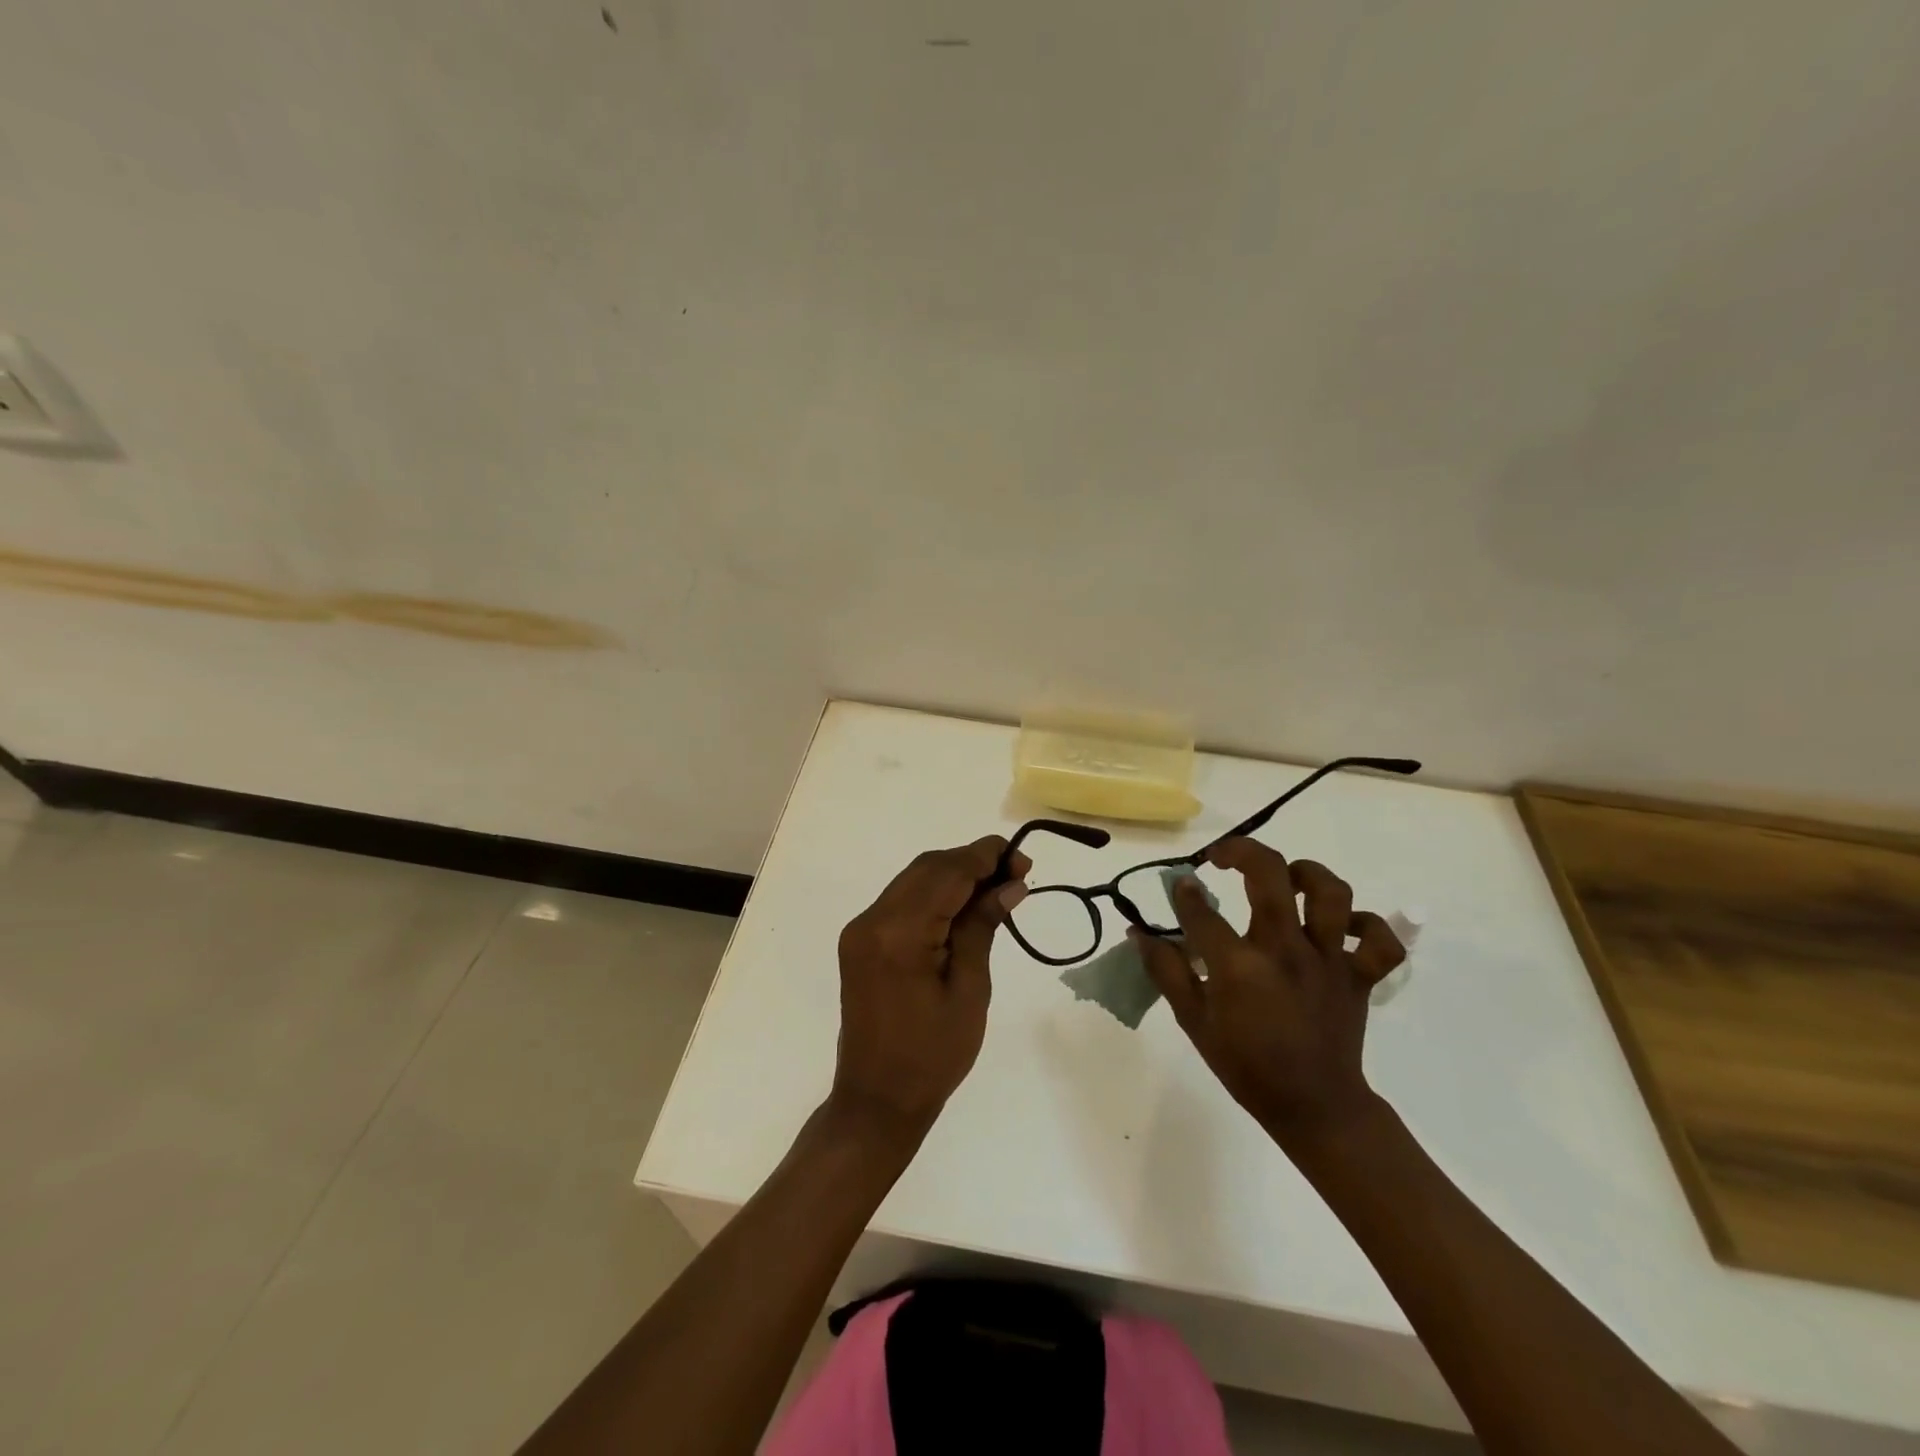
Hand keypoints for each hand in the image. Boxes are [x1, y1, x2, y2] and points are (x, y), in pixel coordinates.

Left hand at [829, 836, 1028, 1147]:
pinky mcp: (861, 940)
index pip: (947, 873)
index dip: (986, 857)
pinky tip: (964, 908)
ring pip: (914, 879)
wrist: (878, 1099)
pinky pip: (902, 900)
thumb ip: (983, 927)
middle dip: (973, 862)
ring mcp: (861, 929)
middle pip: (928, 868)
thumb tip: (1010, 885)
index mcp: (898, 933)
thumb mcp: (970, 990)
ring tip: (997, 890)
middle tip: (1016, 876)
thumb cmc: (933, 1055)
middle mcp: (872, 920)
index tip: (1023, 861)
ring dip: (954, 876)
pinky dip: (935, 895)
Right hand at [1134, 838, 1405, 1146]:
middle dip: (1240, 851)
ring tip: (1286, 878)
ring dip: (1306, 874)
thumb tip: (1139, 933)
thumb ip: (1165, 971)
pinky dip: (1366, 925)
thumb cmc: (1246, 1065)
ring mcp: (1328, 960)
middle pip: (1269, 874)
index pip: (1202, 910)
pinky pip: (1379, 940)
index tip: (1182, 885)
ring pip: (1331, 893)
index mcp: (1240, 966)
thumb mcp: (1193, 1021)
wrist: (1314, 1108)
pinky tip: (1341, 925)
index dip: (1186, 892)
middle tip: (1222, 857)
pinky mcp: (1359, 976)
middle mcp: (1286, 950)